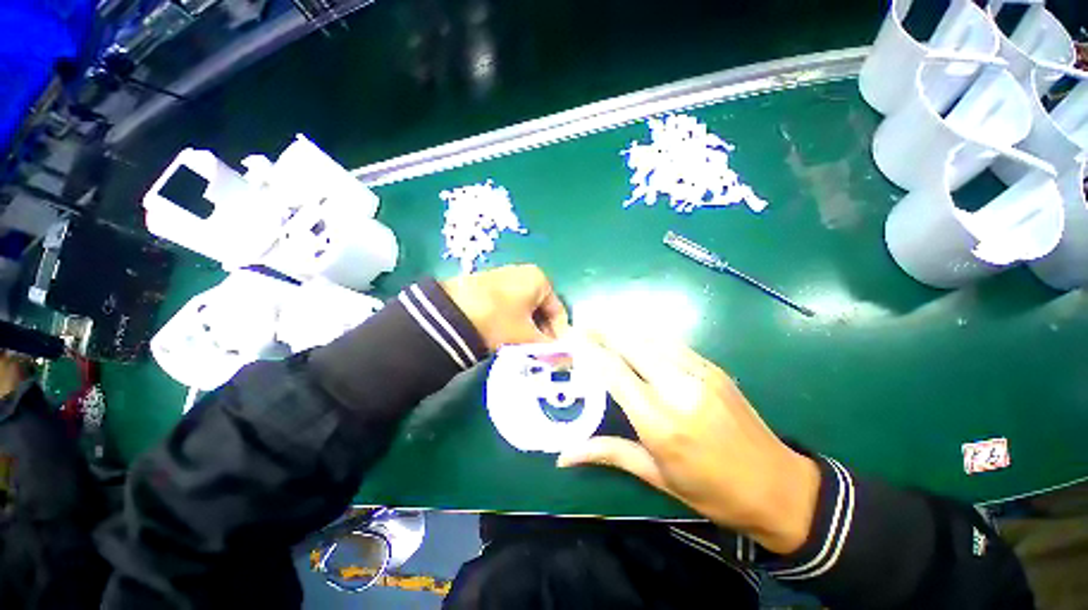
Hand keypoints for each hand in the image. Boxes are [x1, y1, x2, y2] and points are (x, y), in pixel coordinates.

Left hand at [441, 265, 569, 349]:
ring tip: (521, 347)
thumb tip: (566, 359)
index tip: (556, 355)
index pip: (559, 311)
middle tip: (539, 354)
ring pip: (525, 309)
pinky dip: (513, 321)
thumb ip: (549, 348)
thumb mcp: (526, 336)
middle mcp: (524, 273)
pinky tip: (505, 336)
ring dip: (528, 329)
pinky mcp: (487, 285)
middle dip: (542, 333)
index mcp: (539, 280)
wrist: (450, 312)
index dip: (560, 336)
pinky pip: (509, 306)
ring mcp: (504, 277)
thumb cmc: (498, 320)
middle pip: (541, 310)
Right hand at [557, 331, 820, 554]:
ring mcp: (700, 373)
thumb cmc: (712, 491)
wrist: (779, 487)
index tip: (572, 337)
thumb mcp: (656, 476)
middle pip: (631, 345)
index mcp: (660, 422)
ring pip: (651, 337)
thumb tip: (563, 456)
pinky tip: (637, 337)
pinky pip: (672, 342)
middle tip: (582, 325)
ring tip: (603, 327)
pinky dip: (648, 336)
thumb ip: (608, 453)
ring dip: (624, 329)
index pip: (614, 372)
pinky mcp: (713, 368)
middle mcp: (678, 389)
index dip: (590, 350)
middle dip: (603, 331)